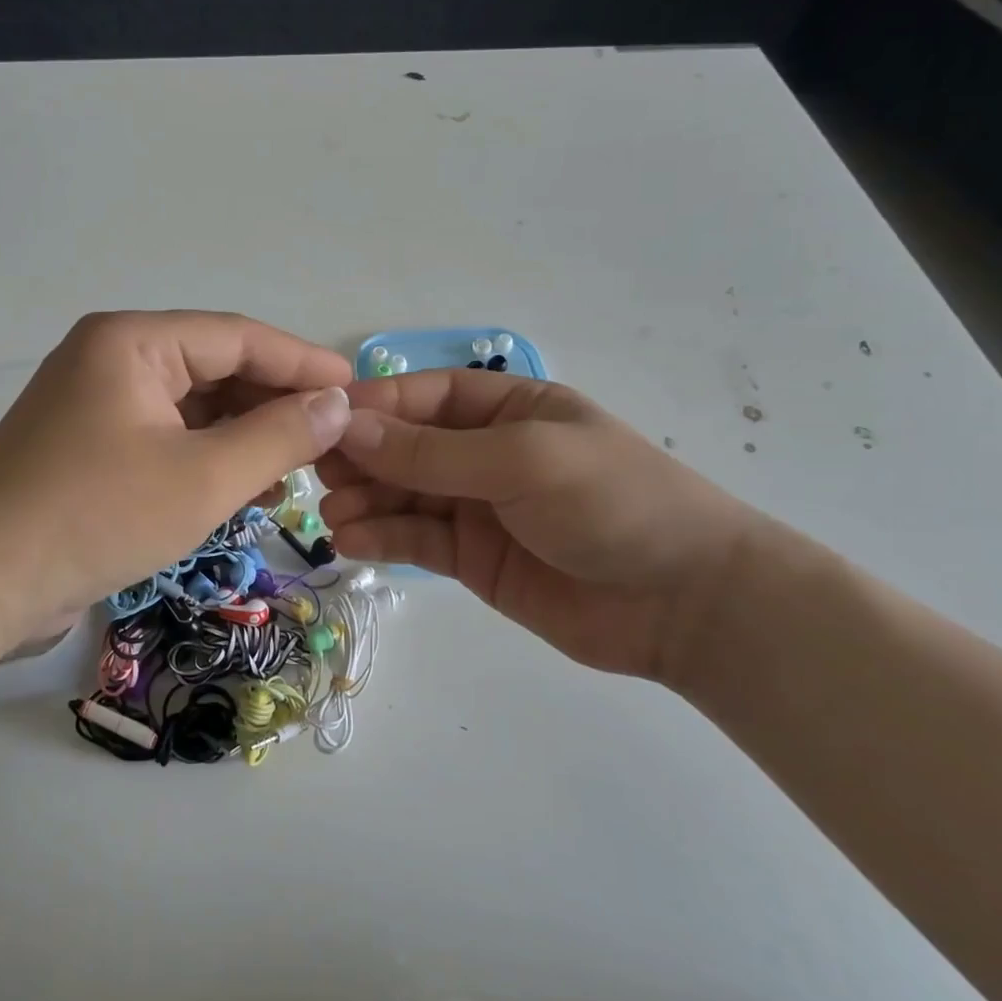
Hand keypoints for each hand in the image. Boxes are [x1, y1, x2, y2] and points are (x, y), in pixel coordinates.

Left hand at [0, 312, 352, 641]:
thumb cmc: (95, 516)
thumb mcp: (203, 477)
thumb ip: (279, 436)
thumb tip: (338, 404)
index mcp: (133, 343)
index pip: (238, 337)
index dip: (302, 363)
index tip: (356, 389)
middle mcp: (113, 360)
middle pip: (216, 370)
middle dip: (275, 405)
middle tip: (332, 439)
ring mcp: (98, 406)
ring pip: (194, 409)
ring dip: (246, 437)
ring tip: (298, 471)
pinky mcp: (92, 449)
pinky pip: (168, 439)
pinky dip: (209, 460)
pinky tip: (248, 491)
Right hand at [316, 371, 782, 683]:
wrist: (684, 603)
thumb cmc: (612, 502)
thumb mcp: (522, 461)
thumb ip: (432, 452)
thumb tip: (350, 426)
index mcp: (507, 408)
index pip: (425, 397)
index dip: (374, 406)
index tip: (322, 422)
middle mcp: (485, 452)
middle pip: (405, 446)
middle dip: (361, 456)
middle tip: (317, 473)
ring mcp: (477, 507)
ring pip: (403, 495)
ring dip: (364, 499)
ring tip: (333, 514)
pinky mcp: (472, 559)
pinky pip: (416, 540)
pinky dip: (382, 538)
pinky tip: (352, 541)